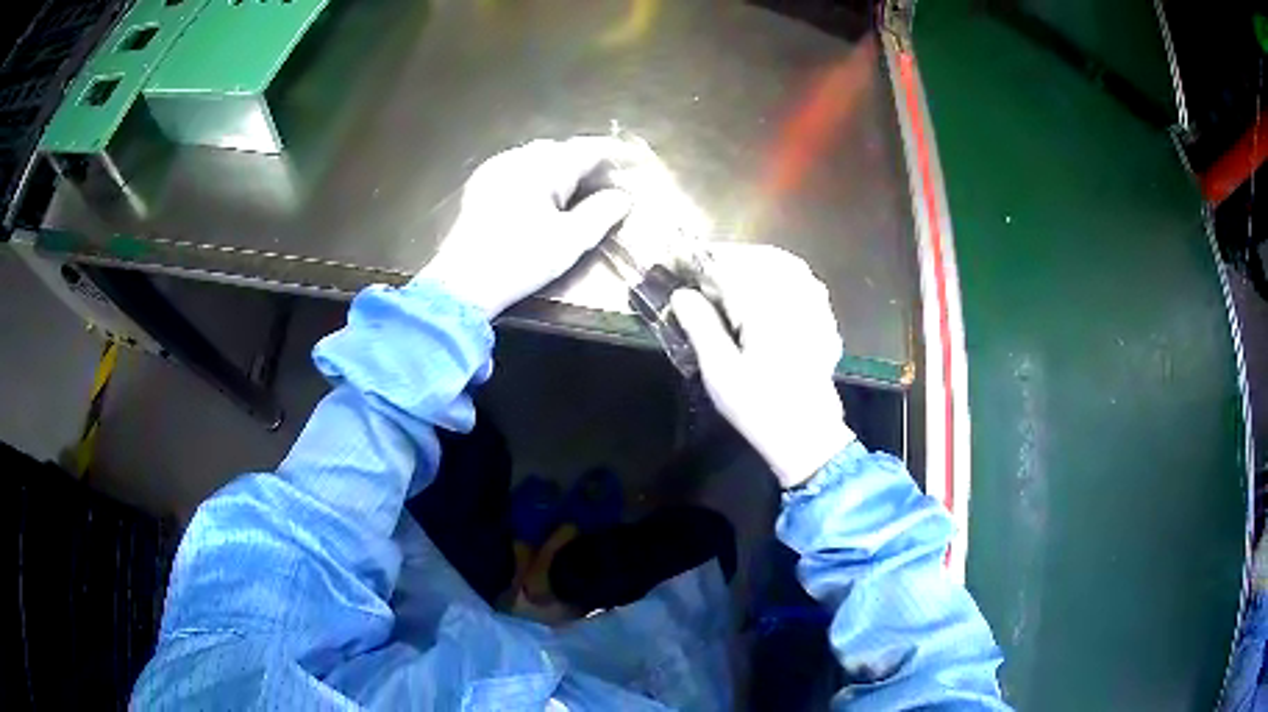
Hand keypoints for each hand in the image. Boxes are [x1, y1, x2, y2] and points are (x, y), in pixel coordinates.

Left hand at [419, 137, 635, 315]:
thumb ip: (601, 213)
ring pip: (538, 157)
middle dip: (589, 161)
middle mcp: (518, 157)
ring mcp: (495, 168)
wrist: (462, 284)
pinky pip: (518, 168)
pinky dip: (539, 176)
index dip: (617, 153)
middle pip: (563, 149)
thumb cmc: (520, 260)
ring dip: (563, 168)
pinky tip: (544, 196)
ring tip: (582, 188)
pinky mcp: (480, 185)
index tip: (637, 162)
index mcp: (543, 165)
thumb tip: (622, 197)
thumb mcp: (570, 240)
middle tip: (611, 180)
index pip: (589, 148)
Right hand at [671, 245, 853, 487]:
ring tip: (729, 273)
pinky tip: (767, 287)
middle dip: (726, 257)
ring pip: (784, 263)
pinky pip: (804, 280)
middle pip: (757, 256)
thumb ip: (700, 326)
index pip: (728, 265)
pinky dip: (780, 273)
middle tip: (699, 270)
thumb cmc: (759, 407)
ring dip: (753, 260)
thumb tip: (681, 294)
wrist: (808, 435)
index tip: (674, 262)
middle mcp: (793, 297)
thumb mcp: (720, 371)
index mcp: (765, 307)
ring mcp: (814, 306)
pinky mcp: (824, 319)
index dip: (698, 260)